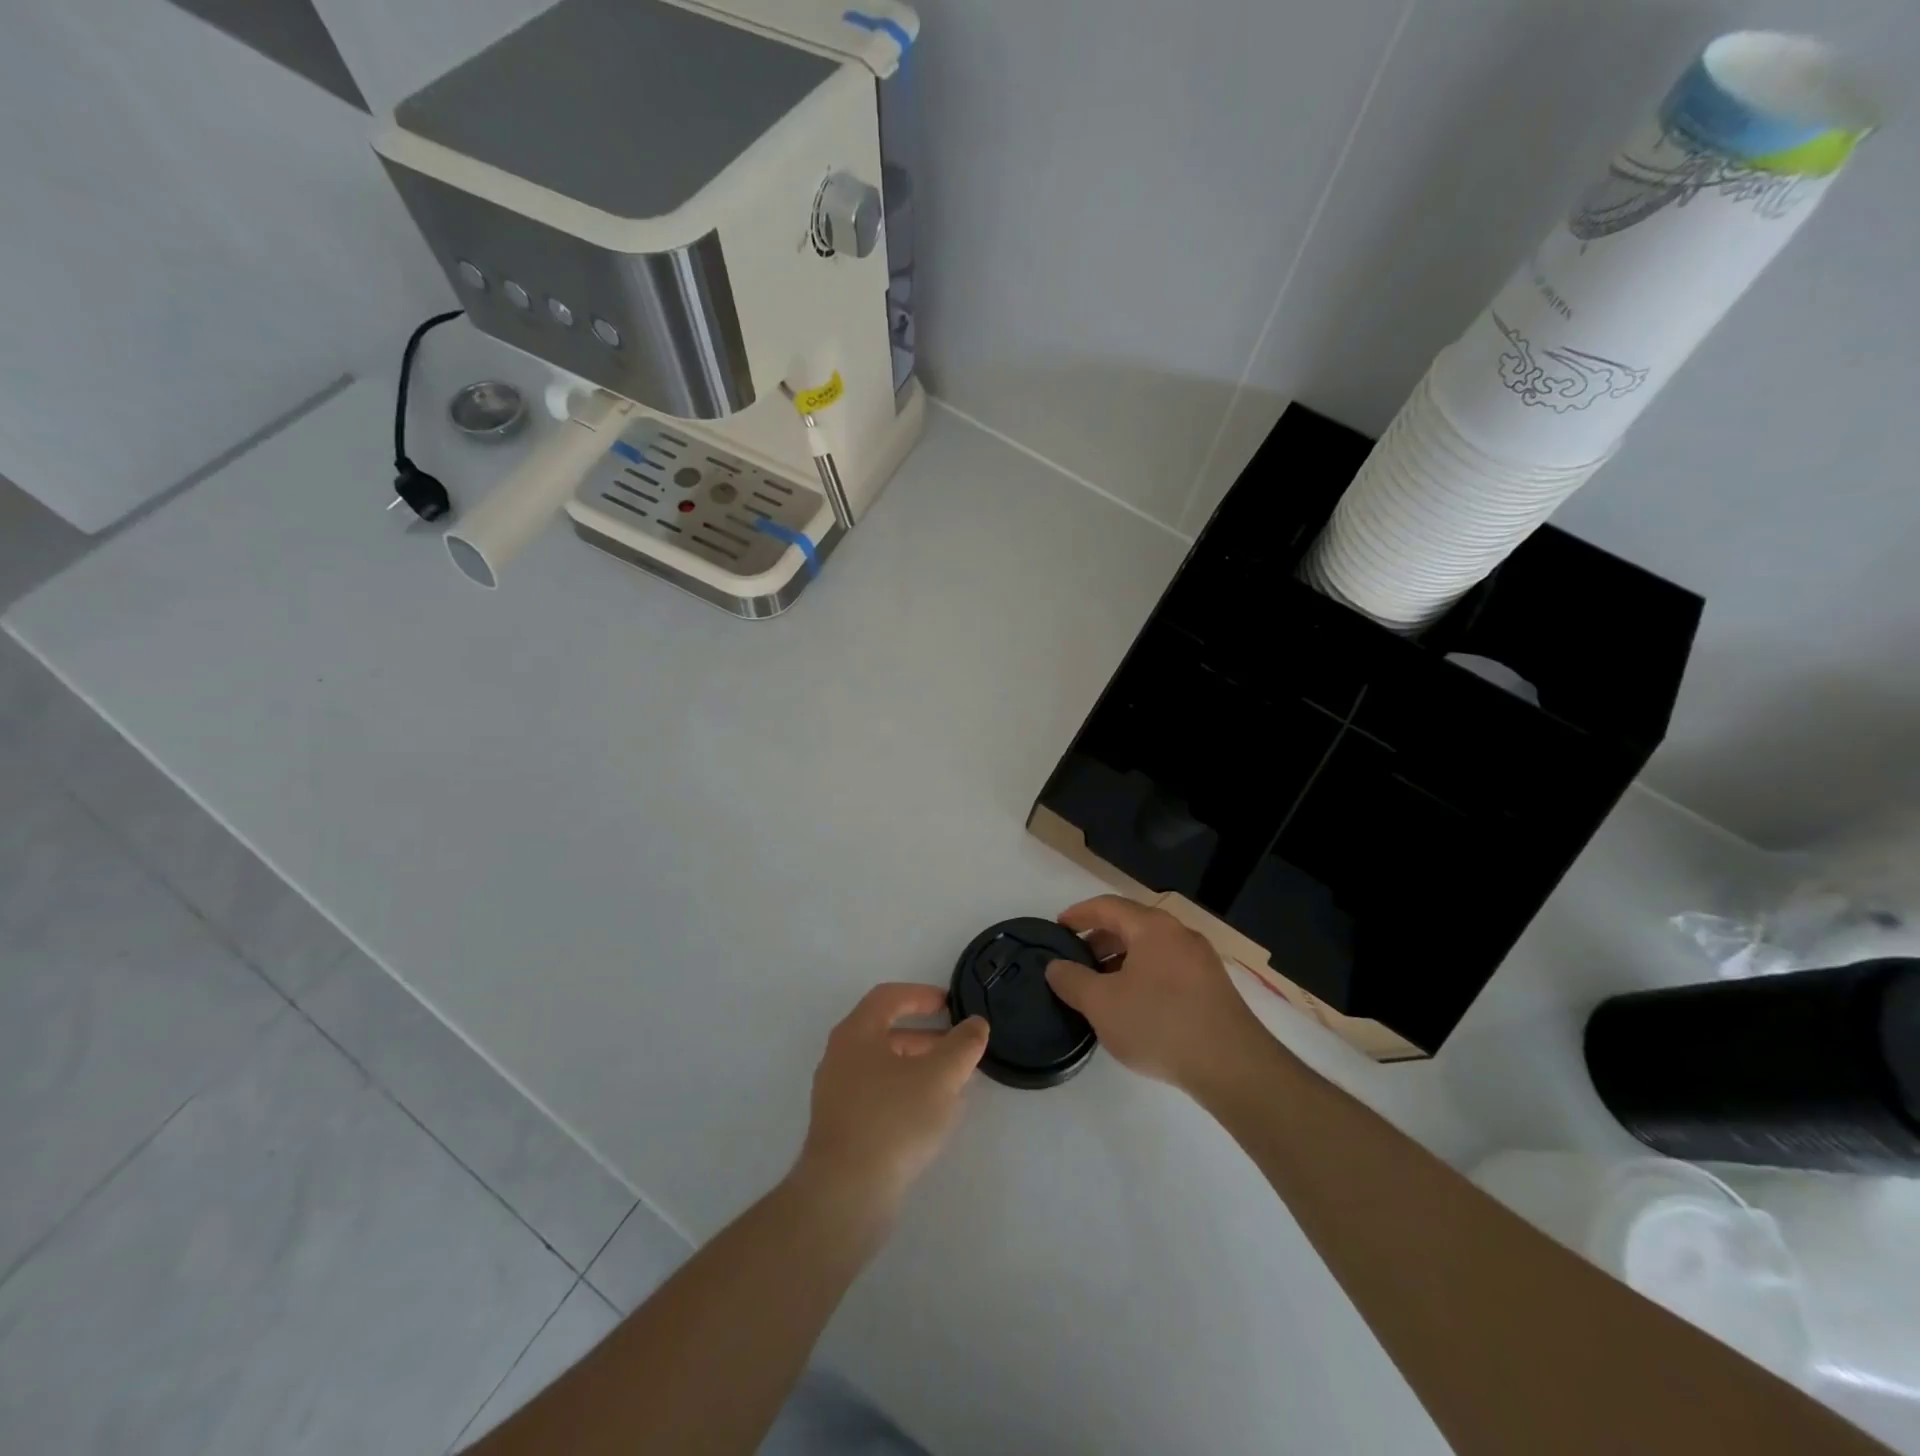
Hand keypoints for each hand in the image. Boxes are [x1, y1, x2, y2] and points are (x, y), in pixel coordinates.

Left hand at [794, 984, 988, 1217]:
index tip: (949, 1005)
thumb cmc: (893, 1120)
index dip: (921, 995)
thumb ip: (962, 1045)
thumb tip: (975, 1024)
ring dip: (917, 1067)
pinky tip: (928, 1118)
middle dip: (924, 1036)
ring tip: (951, 1085)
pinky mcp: (840, 1127)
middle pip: (884, 1032)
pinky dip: (903, 1093)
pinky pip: (876, 1096)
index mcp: (856, 1033)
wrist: (844, 1194)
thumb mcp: (940, 1077)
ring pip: (882, 1066)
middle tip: (957, 1048)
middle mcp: (839, 1057)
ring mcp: (835, 1094)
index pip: (888, 997)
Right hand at [1045, 896, 1275, 1095]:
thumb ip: (1072, 980)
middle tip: (1075, 961)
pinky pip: (1168, 969)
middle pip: (1131, 925)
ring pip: (1151, 949)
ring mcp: (1201, 961)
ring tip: (1100, 987)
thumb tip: (1055, 966)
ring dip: (1121, 961)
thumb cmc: (1159, 1023)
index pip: (1108, 906)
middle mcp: (1179, 934)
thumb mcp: (1102, 1004)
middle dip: (1099, 940)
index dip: (1079, 914)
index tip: (1058, 927)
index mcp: (1152, 927)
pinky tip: (1133, 1006)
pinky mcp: (1213, 988)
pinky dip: (1143, 976)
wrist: (1232, 1066)